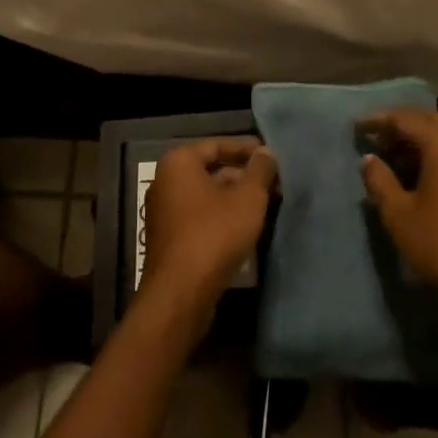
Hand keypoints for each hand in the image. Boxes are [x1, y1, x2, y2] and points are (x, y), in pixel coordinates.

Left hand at [137, 138, 276, 316]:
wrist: (180, 293)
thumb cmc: (215, 234)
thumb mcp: (248, 198)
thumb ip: (260, 170)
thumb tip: (266, 153)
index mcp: (179, 162)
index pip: (217, 144)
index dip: (247, 149)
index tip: (272, 157)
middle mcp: (165, 181)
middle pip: (210, 169)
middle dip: (243, 175)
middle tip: (273, 183)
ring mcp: (163, 211)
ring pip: (206, 195)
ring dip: (234, 197)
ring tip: (266, 204)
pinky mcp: (168, 238)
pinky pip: (199, 216)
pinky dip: (221, 216)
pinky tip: (245, 227)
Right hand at [360, 110, 437, 336]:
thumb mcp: (399, 215)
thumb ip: (379, 180)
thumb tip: (368, 158)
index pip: (406, 118)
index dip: (378, 120)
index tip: (355, 127)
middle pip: (429, 121)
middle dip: (400, 126)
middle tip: (374, 139)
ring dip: (418, 141)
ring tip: (392, 157)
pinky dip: (435, 155)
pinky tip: (419, 176)